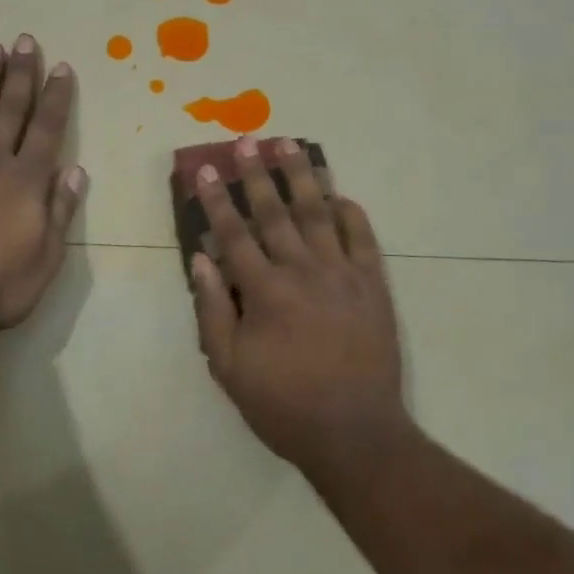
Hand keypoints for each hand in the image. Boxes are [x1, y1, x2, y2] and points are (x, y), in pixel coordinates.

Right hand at [191, 137, 409, 480]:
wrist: (355, 433)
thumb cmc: (283, 404)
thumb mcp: (230, 367)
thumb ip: (213, 309)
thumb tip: (201, 259)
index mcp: (265, 291)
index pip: (234, 234)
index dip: (218, 200)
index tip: (208, 170)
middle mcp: (303, 271)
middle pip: (276, 212)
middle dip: (258, 174)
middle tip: (248, 140)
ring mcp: (343, 274)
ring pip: (319, 213)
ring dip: (302, 176)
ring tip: (291, 145)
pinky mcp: (373, 285)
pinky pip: (362, 238)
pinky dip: (351, 213)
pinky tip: (339, 194)